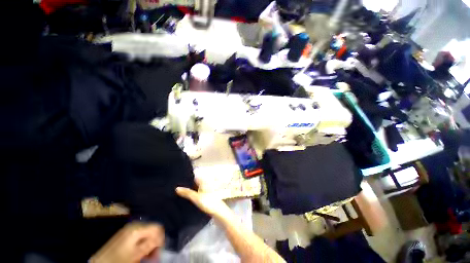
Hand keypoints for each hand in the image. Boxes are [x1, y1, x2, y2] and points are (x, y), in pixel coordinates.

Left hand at [90, 222, 164, 262]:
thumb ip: (150, 244)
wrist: (101, 261)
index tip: (161, 248)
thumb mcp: (136, 253)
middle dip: (155, 240)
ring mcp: (129, 228)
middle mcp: (135, 224)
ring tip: (148, 254)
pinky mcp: (126, 232)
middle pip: (152, 228)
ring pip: (146, 232)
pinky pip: (140, 234)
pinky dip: (143, 241)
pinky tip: (141, 250)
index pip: (157, 227)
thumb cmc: (119, 258)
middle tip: (154, 253)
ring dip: (149, 242)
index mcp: (137, 228)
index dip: (161, 237)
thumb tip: (162, 238)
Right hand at [176, 178, 231, 218]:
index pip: (194, 176)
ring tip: (179, 192)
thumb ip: (187, 193)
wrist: (219, 212)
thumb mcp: (196, 197)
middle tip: (176, 187)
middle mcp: (205, 184)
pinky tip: (187, 198)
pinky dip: (193, 194)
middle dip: (187, 184)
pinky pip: (198, 193)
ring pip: (196, 188)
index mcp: (204, 181)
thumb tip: (177, 188)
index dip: (187, 177)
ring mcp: (206, 190)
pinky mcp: (206, 196)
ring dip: (190, 190)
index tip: (178, 179)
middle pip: (195, 182)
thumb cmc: (208, 202)